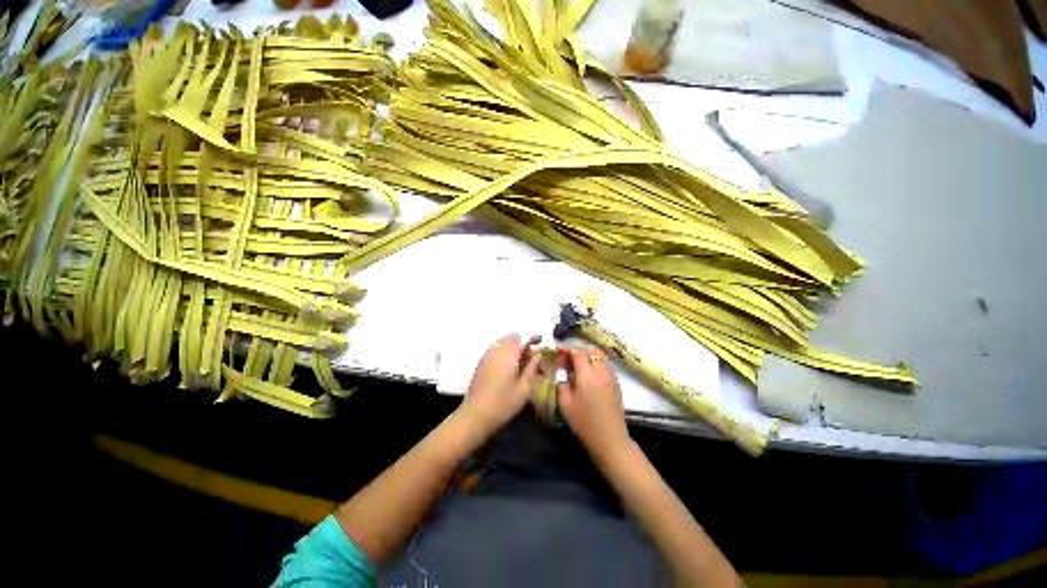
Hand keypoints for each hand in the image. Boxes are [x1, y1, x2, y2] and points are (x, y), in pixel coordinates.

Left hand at [459, 334, 542, 437]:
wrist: (475, 415)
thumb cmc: (503, 403)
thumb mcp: (524, 388)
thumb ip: (532, 368)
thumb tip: (537, 355)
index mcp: (508, 354)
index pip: (522, 338)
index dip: (532, 338)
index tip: (540, 342)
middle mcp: (496, 350)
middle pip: (511, 338)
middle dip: (521, 343)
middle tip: (530, 357)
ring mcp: (486, 356)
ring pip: (502, 343)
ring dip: (512, 348)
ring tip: (519, 363)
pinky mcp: (480, 363)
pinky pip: (494, 350)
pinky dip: (503, 353)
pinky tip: (507, 368)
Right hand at [557, 347, 630, 461]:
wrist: (610, 439)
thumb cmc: (584, 421)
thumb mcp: (565, 402)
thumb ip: (562, 380)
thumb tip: (560, 366)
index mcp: (587, 373)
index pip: (577, 352)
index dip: (566, 349)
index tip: (557, 350)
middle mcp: (601, 370)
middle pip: (591, 350)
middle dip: (578, 350)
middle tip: (567, 358)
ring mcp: (611, 376)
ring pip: (600, 356)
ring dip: (588, 355)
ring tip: (577, 365)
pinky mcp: (616, 383)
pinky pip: (605, 365)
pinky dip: (595, 363)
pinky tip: (588, 374)